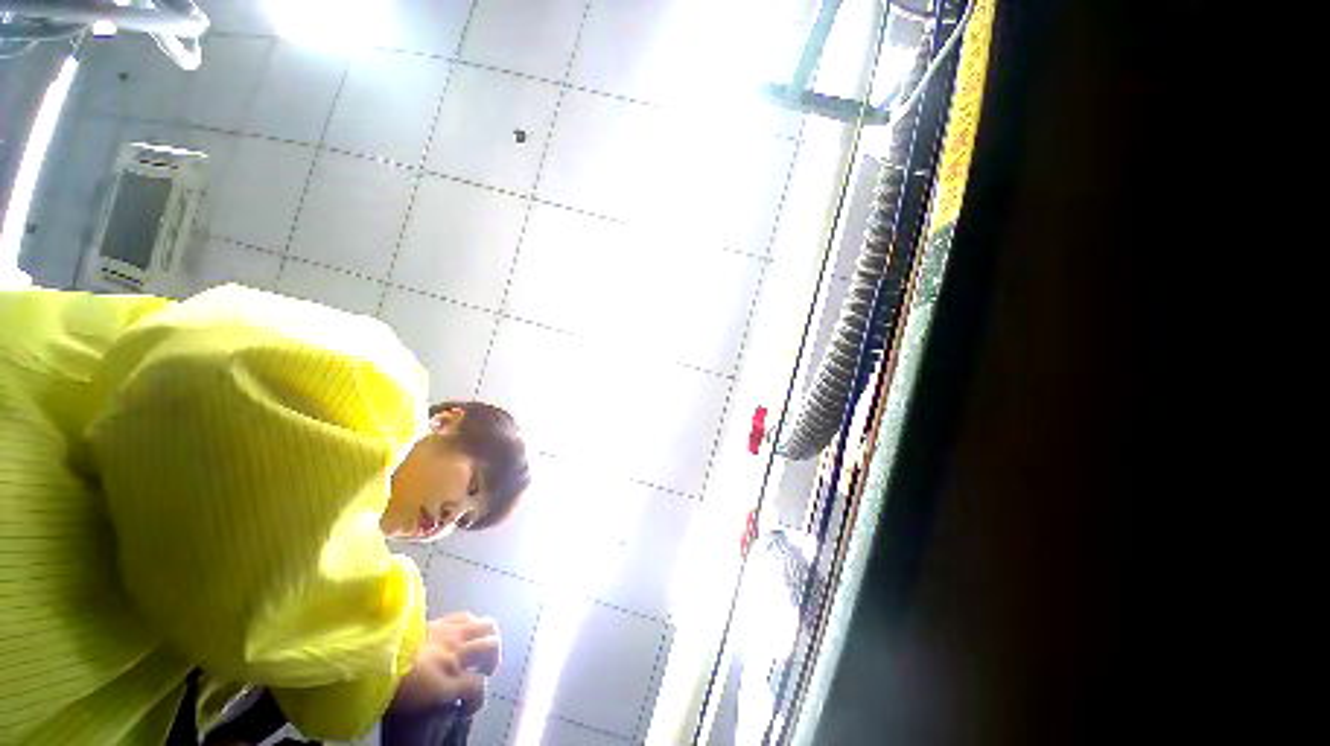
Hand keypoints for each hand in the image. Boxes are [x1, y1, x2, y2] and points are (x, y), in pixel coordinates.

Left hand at [392, 612, 500, 716]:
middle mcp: (456, 655)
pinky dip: (471, 625)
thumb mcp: (415, 709)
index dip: (477, 700)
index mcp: (447, 682)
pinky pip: (467, 616)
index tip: (467, 708)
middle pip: (491, 648)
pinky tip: (465, 633)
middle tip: (483, 670)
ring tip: (481, 648)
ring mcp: (451, 634)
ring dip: (488, 638)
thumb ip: (439, 705)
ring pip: (486, 626)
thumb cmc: (391, 690)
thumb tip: (451, 705)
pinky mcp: (442, 620)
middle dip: (492, 660)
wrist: (373, 659)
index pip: (478, 688)